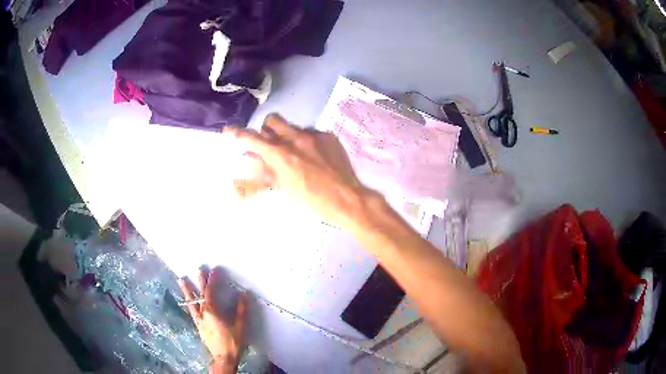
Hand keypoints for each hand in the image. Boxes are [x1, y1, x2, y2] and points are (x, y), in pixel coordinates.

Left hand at [179, 267, 246, 372]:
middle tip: (199, 268)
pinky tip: (188, 301)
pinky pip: (191, 310)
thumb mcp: (240, 326)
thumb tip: (244, 294)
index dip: (213, 280)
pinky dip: (189, 302)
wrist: (223, 358)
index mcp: (212, 311)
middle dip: (200, 280)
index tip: (215, 270)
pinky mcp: (198, 325)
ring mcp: (199, 319)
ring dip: (188, 290)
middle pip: (200, 294)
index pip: (211, 291)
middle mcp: (202, 313)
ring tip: (181, 280)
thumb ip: (241, 309)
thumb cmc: (232, 342)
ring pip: (191, 301)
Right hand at [224, 114, 372, 229]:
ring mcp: (314, 135)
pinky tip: (314, 157)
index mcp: (281, 154)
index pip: (252, 138)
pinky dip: (306, 142)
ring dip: (286, 136)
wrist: (347, 199)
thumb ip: (264, 171)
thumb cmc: (312, 201)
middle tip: (269, 144)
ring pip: (292, 126)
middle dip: (266, 130)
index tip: (227, 131)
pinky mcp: (328, 136)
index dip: (237, 134)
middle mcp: (295, 138)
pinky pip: (311, 132)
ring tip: (295, 154)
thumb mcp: (283, 189)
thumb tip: (250, 158)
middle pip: (272, 121)